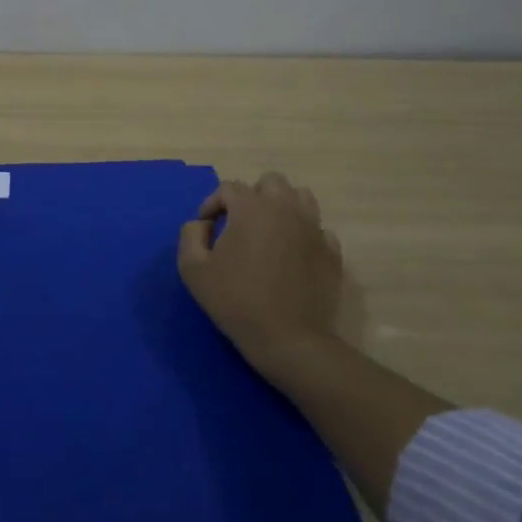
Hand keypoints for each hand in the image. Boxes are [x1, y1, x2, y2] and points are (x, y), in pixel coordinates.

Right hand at [177, 171, 343, 379]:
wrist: (288, 339)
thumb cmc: (235, 300)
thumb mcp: (192, 269)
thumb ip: (190, 235)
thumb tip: (202, 224)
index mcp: (251, 208)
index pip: (229, 188)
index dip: (212, 203)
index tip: (206, 227)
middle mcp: (285, 209)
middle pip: (270, 182)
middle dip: (252, 196)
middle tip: (239, 222)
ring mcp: (314, 229)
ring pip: (301, 197)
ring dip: (282, 206)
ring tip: (269, 230)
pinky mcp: (332, 252)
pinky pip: (319, 229)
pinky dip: (304, 233)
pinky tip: (293, 253)